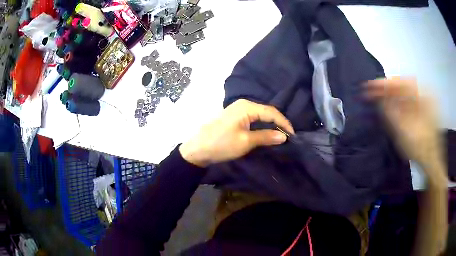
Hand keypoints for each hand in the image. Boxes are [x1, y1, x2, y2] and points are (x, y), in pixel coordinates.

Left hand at [179, 99, 293, 166]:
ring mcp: (238, 110)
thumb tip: (284, 136)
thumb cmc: (222, 144)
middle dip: (278, 123)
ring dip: (270, 124)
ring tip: (279, 135)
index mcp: (247, 107)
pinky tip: (266, 132)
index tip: (293, 135)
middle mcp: (243, 104)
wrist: (198, 149)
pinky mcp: (234, 117)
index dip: (284, 123)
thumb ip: (266, 136)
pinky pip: (253, 118)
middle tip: (288, 136)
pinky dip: (261, 125)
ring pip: (260, 115)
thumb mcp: (246, 142)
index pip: (271, 112)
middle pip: (266, 111)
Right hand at [366, 78, 447, 255]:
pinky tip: (387, 111)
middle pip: (404, 87)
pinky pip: (407, 106)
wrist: (433, 174)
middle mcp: (426, 102)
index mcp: (426, 103)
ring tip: (375, 101)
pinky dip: (396, 106)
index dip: (387, 84)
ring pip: (405, 96)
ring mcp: (425, 110)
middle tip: (370, 94)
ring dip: (390, 97)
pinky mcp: (422, 119)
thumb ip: (395, 118)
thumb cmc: (424, 161)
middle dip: (386, 88)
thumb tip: (381, 102)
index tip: (369, 88)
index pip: (404, 83)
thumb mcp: (409, 140)